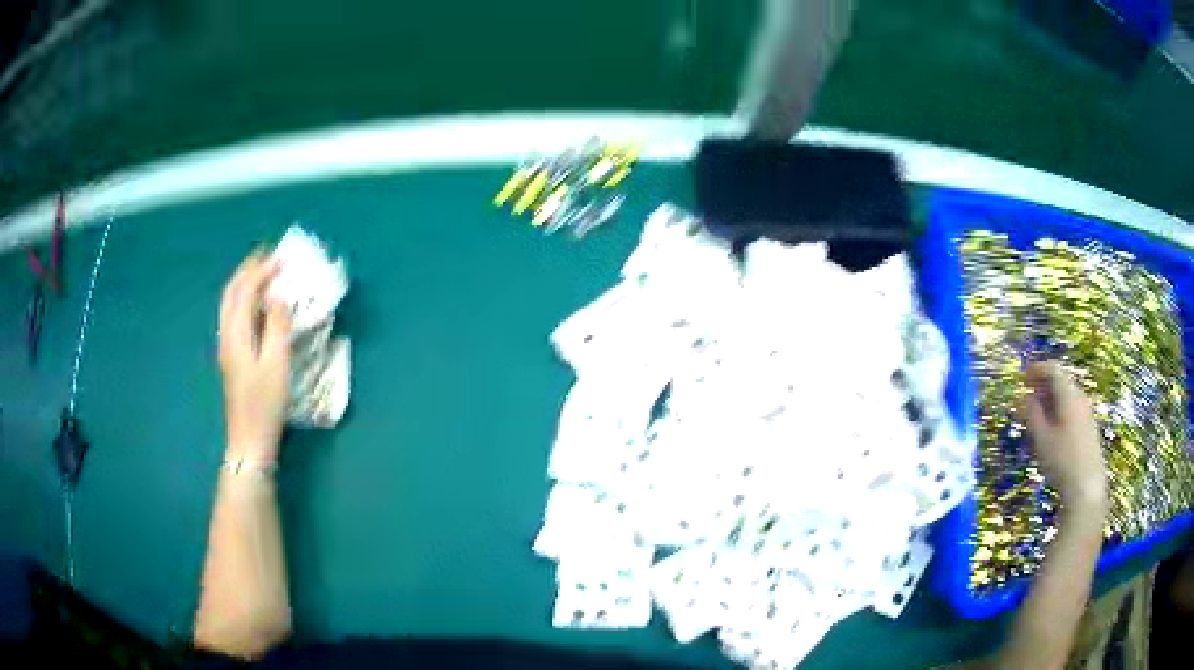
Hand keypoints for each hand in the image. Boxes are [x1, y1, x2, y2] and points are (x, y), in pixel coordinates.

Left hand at [218, 254, 291, 462]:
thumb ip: (277, 327)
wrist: (249, 440)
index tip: (282, 258)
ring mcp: (226, 346)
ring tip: (263, 274)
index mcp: (236, 334)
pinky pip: (233, 316)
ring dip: (244, 283)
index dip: (262, 271)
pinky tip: (257, 305)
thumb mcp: (277, 365)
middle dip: (248, 270)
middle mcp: (226, 335)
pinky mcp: (231, 356)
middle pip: (231, 292)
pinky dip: (244, 300)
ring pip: (229, 303)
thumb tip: (278, 295)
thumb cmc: (265, 405)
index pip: (245, 290)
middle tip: (269, 258)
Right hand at [1023, 361, 1106, 513]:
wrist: (1087, 486)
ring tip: (1036, 414)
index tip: (1023, 377)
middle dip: (1043, 385)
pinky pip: (1072, 409)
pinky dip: (1059, 410)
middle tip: (1027, 396)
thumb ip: (1032, 414)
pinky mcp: (1089, 428)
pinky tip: (1051, 429)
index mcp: (1069, 395)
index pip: (1053, 370)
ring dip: (1051, 399)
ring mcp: (1087, 413)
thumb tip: (1026, 397)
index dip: (1037, 369)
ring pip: (1067, 396)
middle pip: (1062, 381)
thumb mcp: (1041, 438)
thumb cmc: (1061, 460)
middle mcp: (1080, 397)